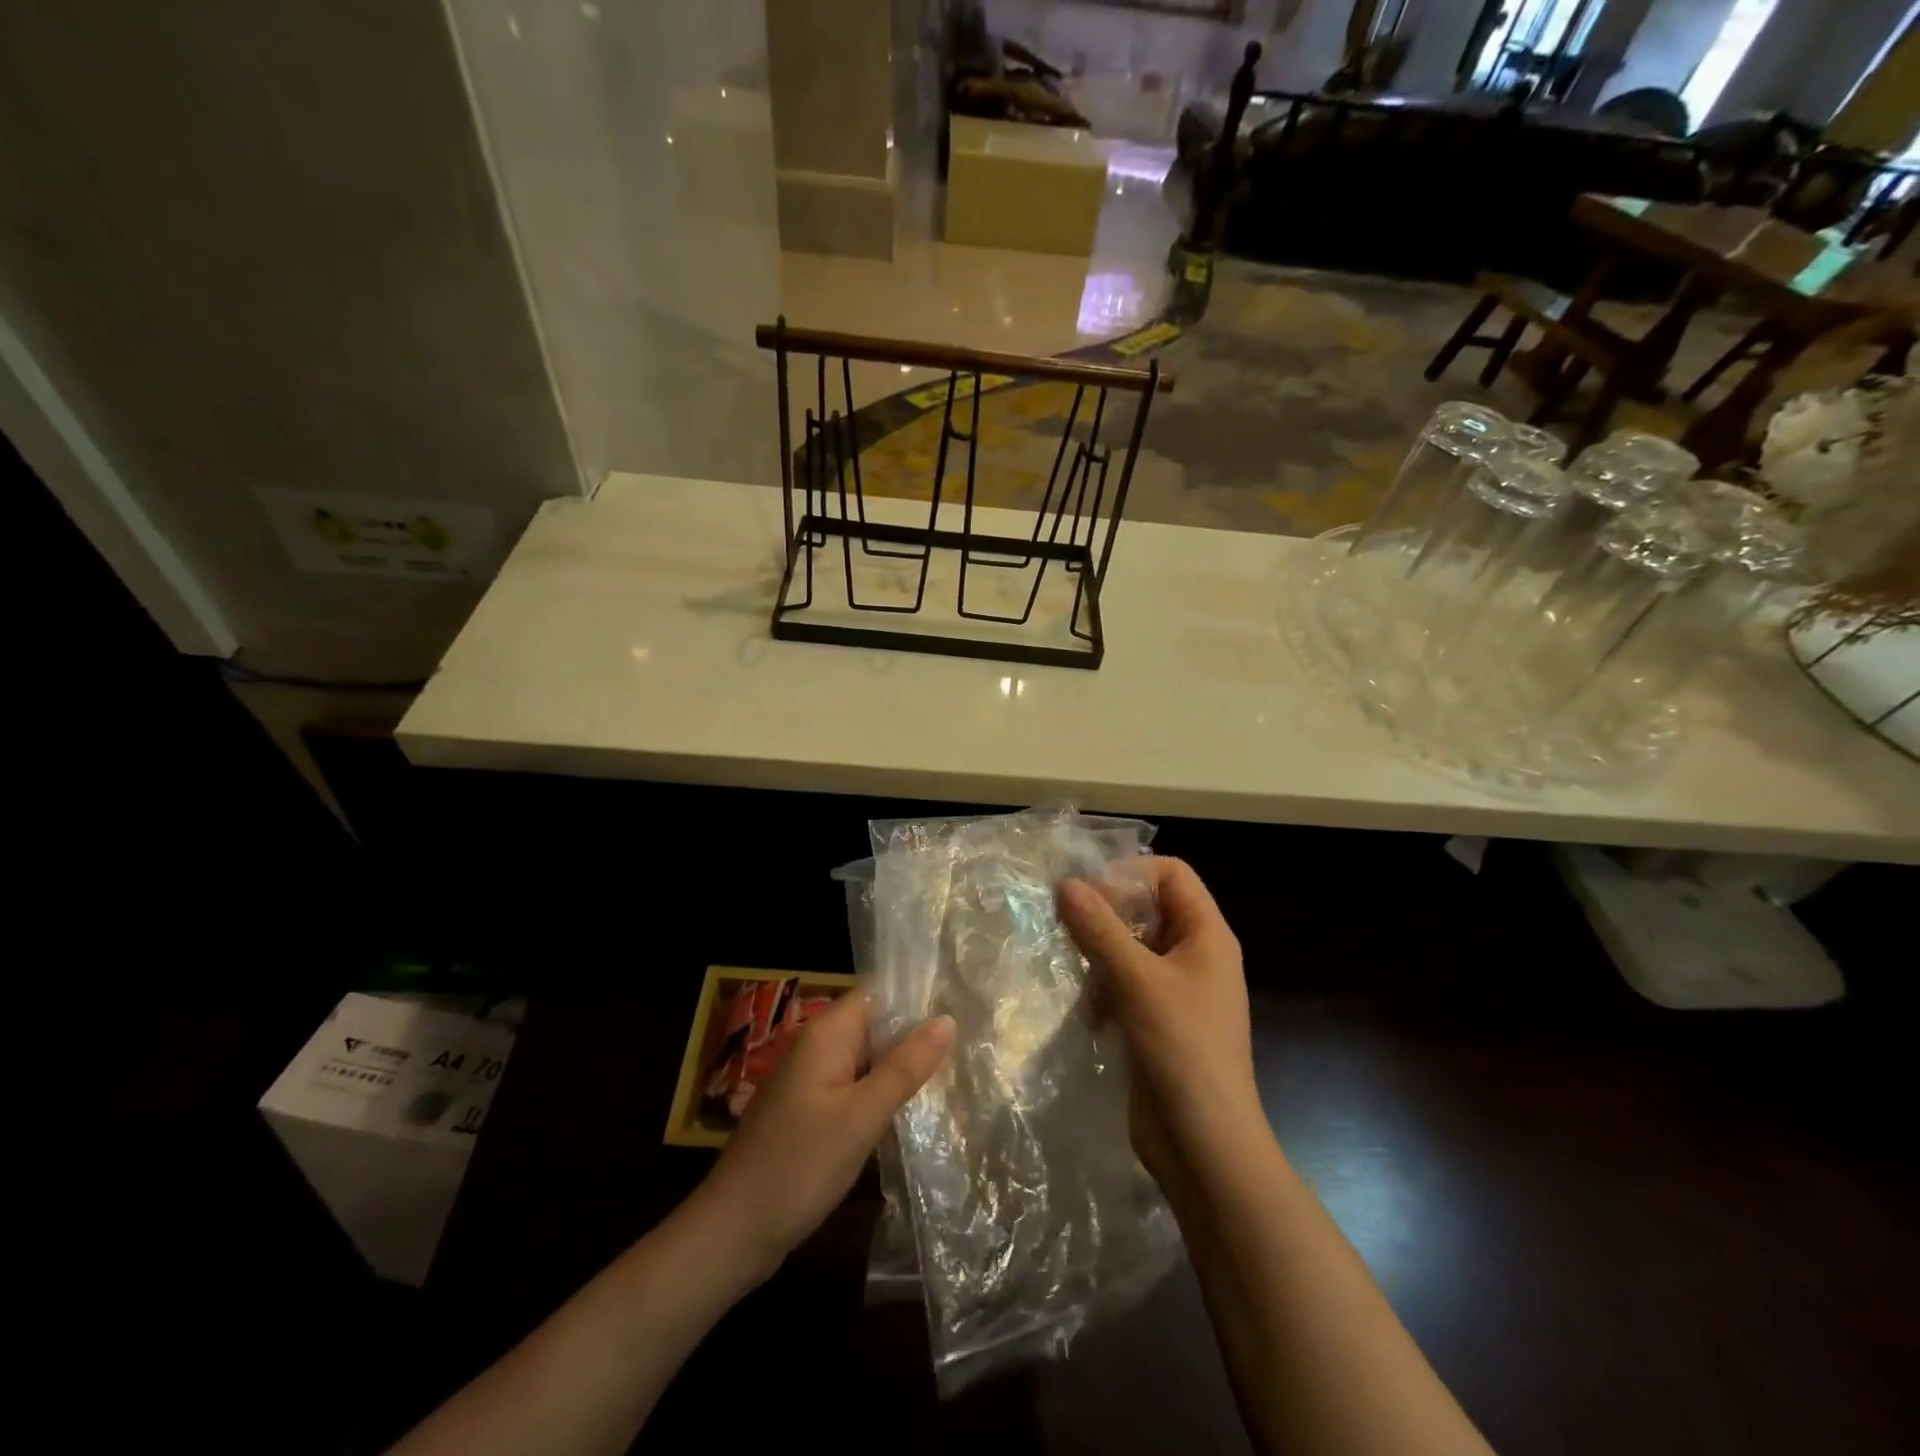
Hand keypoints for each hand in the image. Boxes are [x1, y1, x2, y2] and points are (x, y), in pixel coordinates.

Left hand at [699, 989, 952, 1278]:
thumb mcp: (861, 1116)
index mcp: (826, 1034)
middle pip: (875, 1025)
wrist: (733, 1233)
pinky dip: (882, 1092)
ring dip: (902, 1065)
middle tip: (969, 1041)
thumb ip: (905, 1067)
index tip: (962, 1003)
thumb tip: (947, 1020)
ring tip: (955, 1070)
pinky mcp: (811, 1111)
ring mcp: (812, 1080)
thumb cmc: (799, 1166)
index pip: (879, 994)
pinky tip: (914, 1107)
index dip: (919, 996)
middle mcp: (818, 1046)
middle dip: (917, 1034)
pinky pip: (855, 1086)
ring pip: (868, 1058)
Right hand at [1058, 858, 1264, 1191]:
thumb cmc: (1182, 1050)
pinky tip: (1088, 1012)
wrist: (1205, 1145)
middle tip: (1067, 925)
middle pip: (1148, 908)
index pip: (1172, 874)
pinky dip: (1104, 988)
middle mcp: (1195, 955)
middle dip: (1107, 914)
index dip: (1131, 872)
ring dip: (1100, 954)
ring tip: (1076, 972)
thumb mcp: (1137, 981)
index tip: (1088, 890)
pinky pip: (1126, 983)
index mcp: (1207, 935)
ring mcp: (1177, 990)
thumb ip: (1100, 929)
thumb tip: (1067, 883)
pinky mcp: (1157, 1020)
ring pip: (1132, 947)